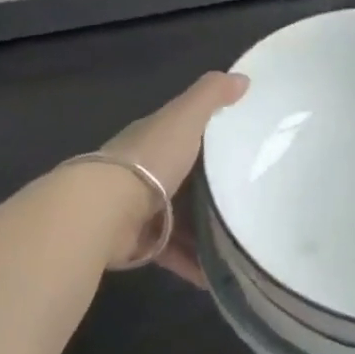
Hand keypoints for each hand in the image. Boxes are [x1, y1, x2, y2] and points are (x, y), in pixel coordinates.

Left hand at [101, 71, 248, 283]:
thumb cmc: (150, 159)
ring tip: (240, 243)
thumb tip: (243, 77)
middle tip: (250, 201)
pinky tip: (216, 276)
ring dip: (206, 233)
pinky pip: (172, 253)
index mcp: (154, 140)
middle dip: (211, 191)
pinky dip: (193, 264)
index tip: (243, 147)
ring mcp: (140, 209)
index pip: (183, 135)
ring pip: (180, 219)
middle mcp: (144, 172)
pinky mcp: (138, 243)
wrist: (104, 210)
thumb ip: (211, 96)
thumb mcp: (185, 119)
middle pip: (184, 180)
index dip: (209, 139)